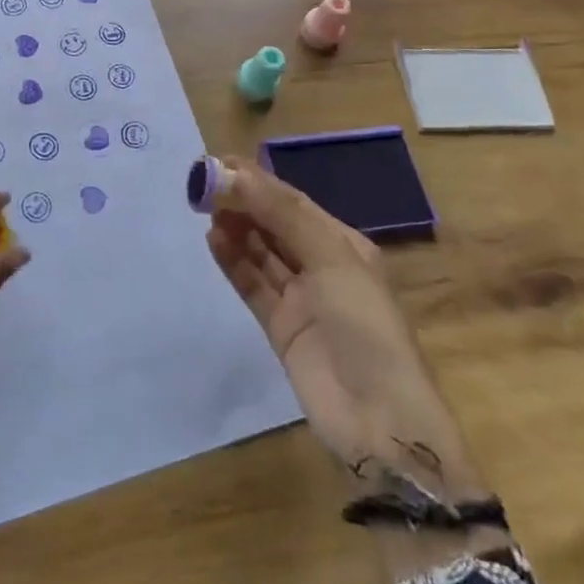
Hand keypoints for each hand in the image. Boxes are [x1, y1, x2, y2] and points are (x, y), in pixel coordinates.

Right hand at [204, 159, 483, 501]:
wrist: (380, 421)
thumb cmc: (365, 326)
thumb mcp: (332, 259)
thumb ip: (283, 216)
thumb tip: (236, 174)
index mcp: (343, 244)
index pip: (293, 202)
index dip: (257, 181)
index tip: (219, 162)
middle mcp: (322, 266)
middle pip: (275, 225)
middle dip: (243, 202)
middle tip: (203, 184)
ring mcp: (301, 299)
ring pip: (261, 253)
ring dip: (236, 229)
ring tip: (204, 207)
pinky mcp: (281, 328)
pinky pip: (253, 285)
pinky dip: (234, 262)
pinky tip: (213, 240)